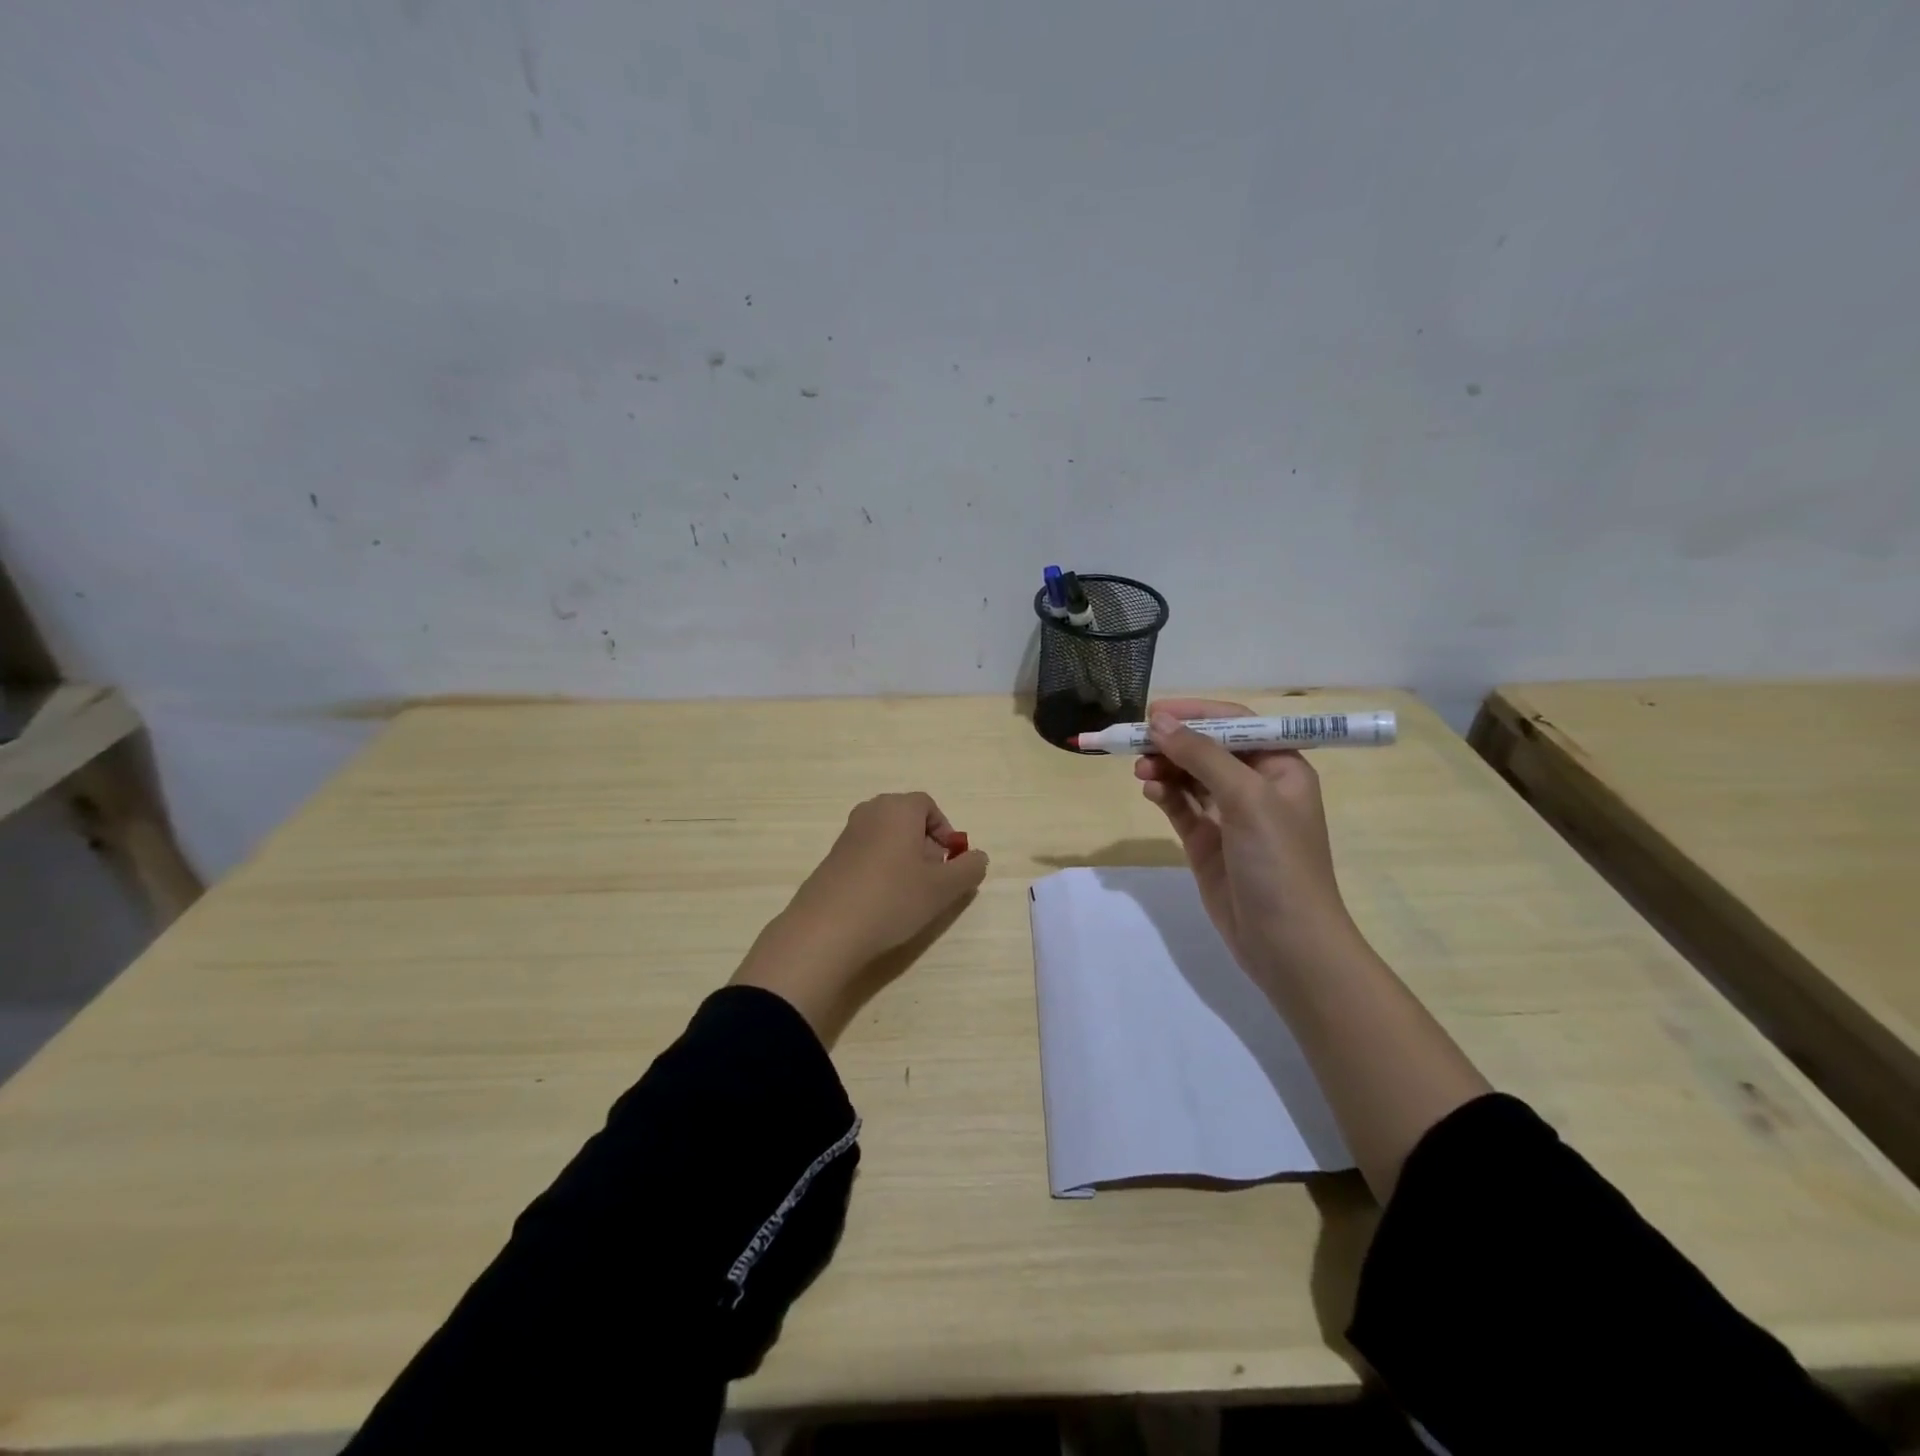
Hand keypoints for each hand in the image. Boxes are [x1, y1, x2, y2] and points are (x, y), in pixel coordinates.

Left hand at [732, 793, 988, 1043]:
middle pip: (907, 820)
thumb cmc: (892, 898)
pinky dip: (881, 870)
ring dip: (904, 859)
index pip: (929, 806)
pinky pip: (867, 854)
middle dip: (925, 845)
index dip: (945, 832)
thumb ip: (968, 869)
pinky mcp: (831, 859)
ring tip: (909, 894)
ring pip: (887, 838)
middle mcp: (870, 812)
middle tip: (933, 879)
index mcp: (897, 808)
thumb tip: (977, 857)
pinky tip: (882, 902)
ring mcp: (847, 835)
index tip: (950, 862)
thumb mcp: (943, 888)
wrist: (827, 929)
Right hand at [1135, 698, 1361, 985]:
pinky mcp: (1208, 843)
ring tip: (1140, 770)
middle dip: (1174, 743)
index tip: (1155, 711)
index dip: (1196, 713)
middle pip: (1208, 749)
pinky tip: (1149, 790)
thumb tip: (1159, 721)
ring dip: (1165, 767)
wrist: (1286, 943)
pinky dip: (1164, 794)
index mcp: (1280, 767)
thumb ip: (1202, 755)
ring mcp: (1230, 816)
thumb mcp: (1246, 798)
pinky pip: (1181, 807)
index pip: (1236, 724)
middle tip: (1138, 744)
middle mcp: (1256, 786)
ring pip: (1190, 777)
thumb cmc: (1278, 861)